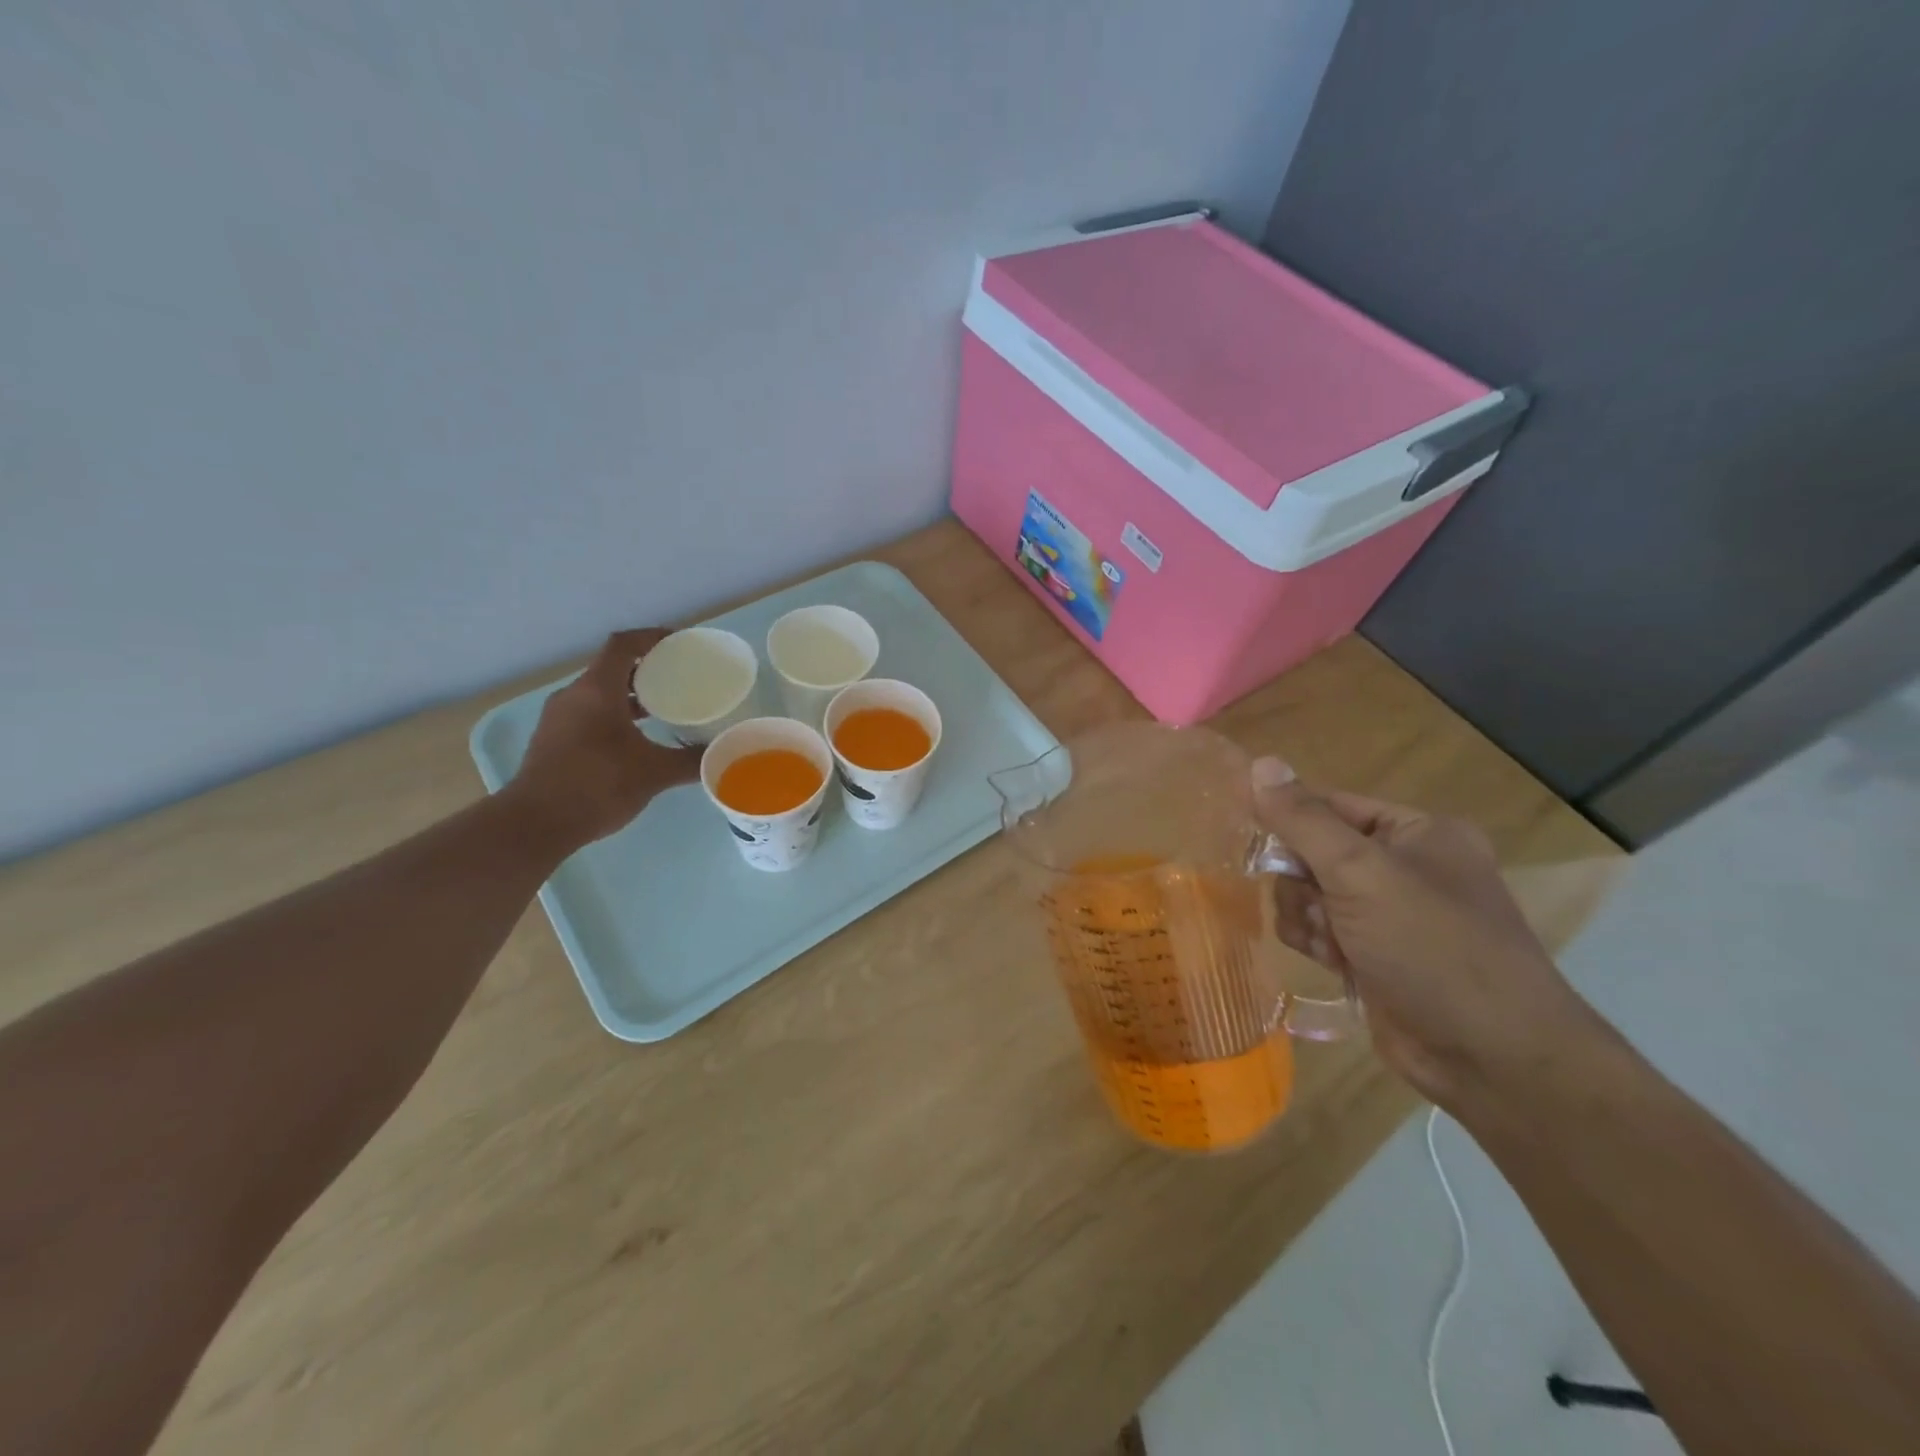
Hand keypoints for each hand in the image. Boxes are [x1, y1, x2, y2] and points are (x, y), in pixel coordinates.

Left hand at [503, 629, 700, 851]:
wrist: (535, 823)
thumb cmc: (597, 785)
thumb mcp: (654, 773)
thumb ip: (691, 761)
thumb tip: (721, 754)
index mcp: (597, 690)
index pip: (623, 645)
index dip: (651, 637)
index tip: (679, 643)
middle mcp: (574, 695)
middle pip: (611, 668)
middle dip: (645, 669)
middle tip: (678, 679)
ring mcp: (558, 718)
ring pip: (598, 693)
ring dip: (629, 695)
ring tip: (662, 709)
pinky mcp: (552, 740)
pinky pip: (588, 713)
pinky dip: (613, 715)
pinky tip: (634, 739)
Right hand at [1253, 757, 1603, 1107]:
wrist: (1491, 1058)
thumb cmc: (1431, 947)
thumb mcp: (1361, 873)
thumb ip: (1302, 820)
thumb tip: (1259, 763)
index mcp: (1416, 833)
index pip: (1329, 805)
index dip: (1287, 816)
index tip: (1250, 834)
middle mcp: (1404, 867)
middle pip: (1312, 851)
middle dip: (1301, 879)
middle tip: (1314, 903)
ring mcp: (1388, 915)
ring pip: (1306, 893)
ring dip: (1304, 915)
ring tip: (1329, 942)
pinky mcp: (1372, 955)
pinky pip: (1317, 930)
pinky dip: (1314, 942)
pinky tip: (1332, 963)